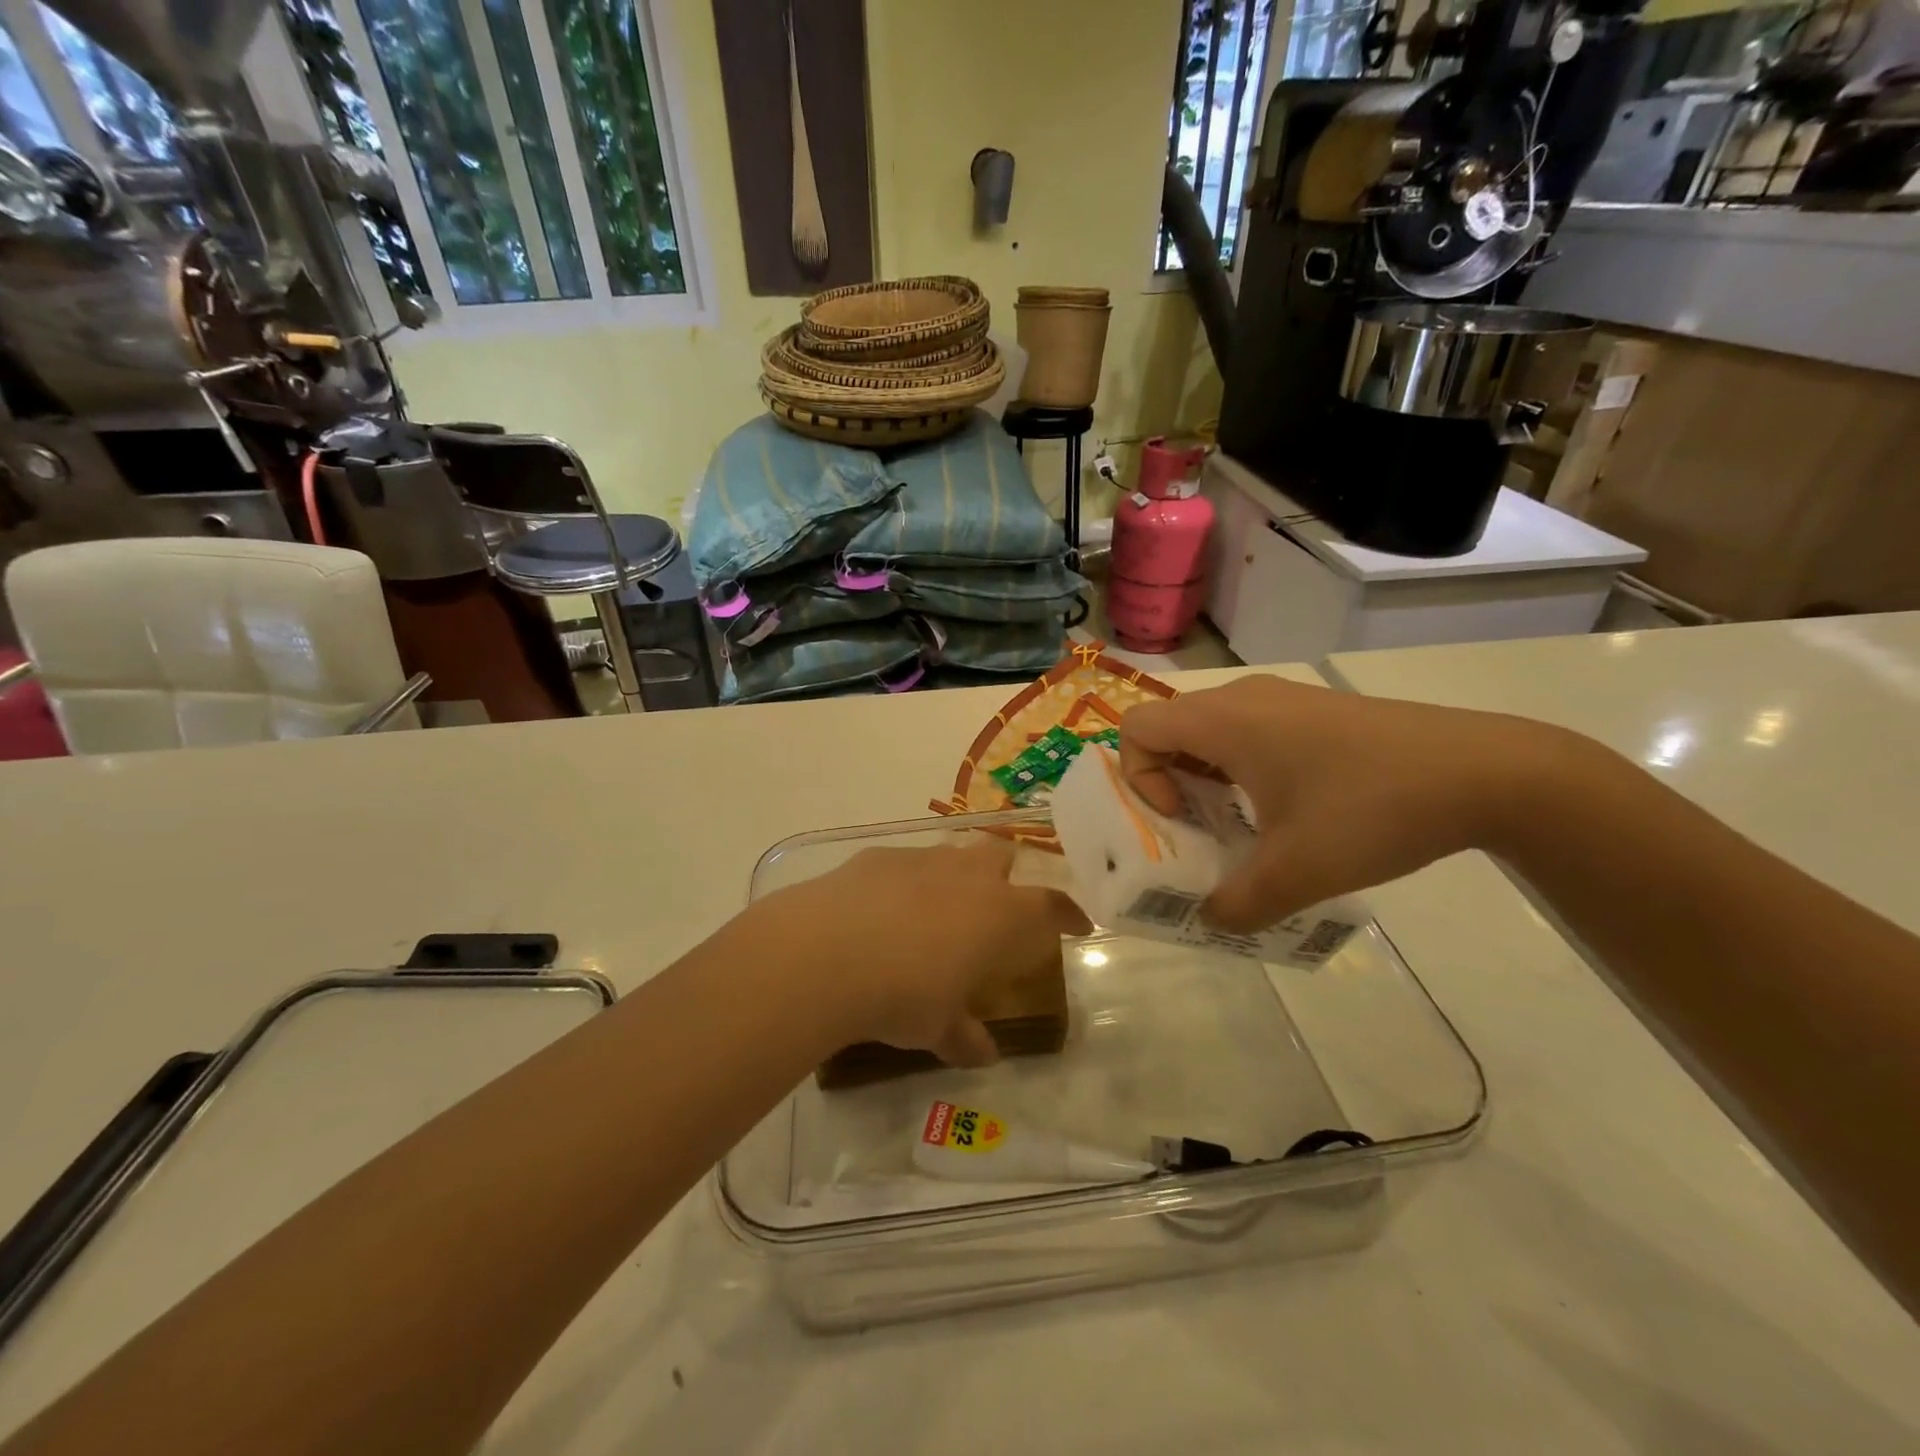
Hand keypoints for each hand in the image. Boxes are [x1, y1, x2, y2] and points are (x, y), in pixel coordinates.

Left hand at [745, 838, 1089, 1066]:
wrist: (826, 952)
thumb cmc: (902, 995)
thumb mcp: (937, 1028)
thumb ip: (964, 1037)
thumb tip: (983, 1054)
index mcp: (999, 914)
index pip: (1051, 906)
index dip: (1068, 914)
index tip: (1078, 924)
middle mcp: (967, 876)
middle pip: (1001, 856)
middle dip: (1005, 876)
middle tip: (995, 907)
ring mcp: (921, 859)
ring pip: (952, 852)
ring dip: (954, 874)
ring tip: (937, 907)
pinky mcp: (878, 856)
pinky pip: (904, 862)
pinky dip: (904, 881)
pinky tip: (882, 908)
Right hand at [1120, 675, 1579, 930]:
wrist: (1488, 771)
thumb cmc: (1372, 809)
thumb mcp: (1298, 871)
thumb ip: (1238, 903)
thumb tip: (1212, 920)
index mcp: (1224, 720)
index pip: (1137, 726)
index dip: (1139, 776)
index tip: (1180, 815)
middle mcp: (1244, 698)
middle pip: (1171, 729)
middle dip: (1168, 784)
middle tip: (1198, 830)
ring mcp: (1284, 699)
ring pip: (1211, 731)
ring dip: (1206, 778)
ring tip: (1241, 825)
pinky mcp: (1317, 711)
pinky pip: (1250, 732)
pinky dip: (1242, 769)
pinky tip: (1288, 810)